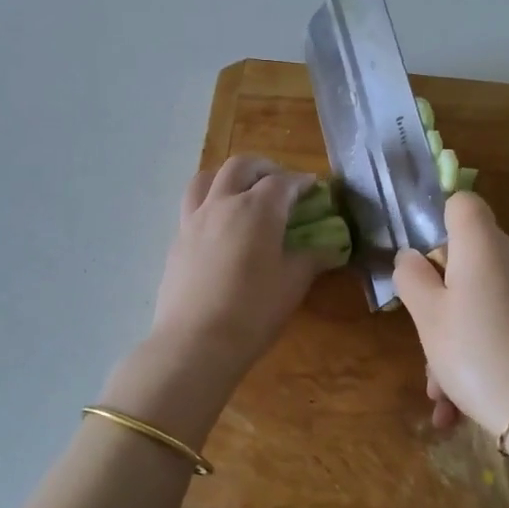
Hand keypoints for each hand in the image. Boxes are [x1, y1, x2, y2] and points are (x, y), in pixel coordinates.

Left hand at [150, 156, 341, 384]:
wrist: (195, 341)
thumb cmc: (253, 311)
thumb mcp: (293, 284)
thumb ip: (312, 258)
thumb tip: (331, 248)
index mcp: (257, 209)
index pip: (283, 182)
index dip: (301, 182)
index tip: (313, 187)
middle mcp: (223, 203)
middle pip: (241, 166)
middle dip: (264, 168)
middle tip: (279, 182)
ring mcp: (195, 219)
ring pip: (207, 177)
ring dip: (228, 176)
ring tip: (241, 192)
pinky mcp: (177, 239)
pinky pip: (193, 205)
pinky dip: (209, 201)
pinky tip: (219, 225)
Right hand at [394, 192, 508, 435]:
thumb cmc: (474, 352)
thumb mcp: (426, 315)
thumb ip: (411, 277)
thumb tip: (413, 258)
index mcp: (483, 245)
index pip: (462, 202)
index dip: (437, 221)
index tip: (421, 262)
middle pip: (465, 255)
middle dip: (437, 295)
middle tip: (423, 334)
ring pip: (477, 297)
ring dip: (450, 337)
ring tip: (437, 389)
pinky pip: (496, 322)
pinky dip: (474, 351)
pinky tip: (454, 403)